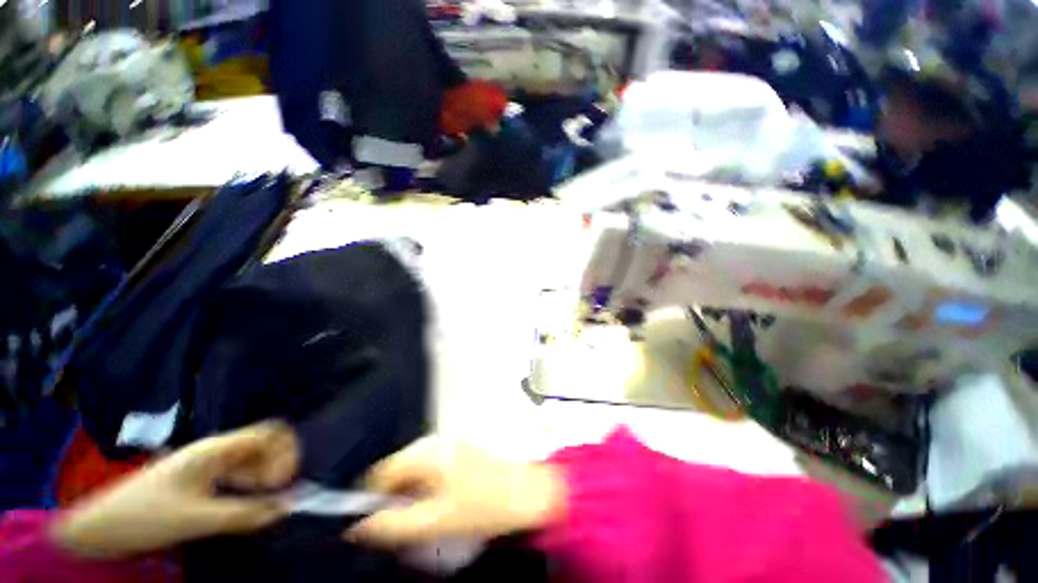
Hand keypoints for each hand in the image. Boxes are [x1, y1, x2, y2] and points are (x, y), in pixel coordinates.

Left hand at [52, 421, 298, 558]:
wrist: (101, 525)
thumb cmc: (146, 516)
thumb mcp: (195, 519)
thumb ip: (242, 514)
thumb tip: (285, 509)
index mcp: (216, 449)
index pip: (269, 433)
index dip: (285, 452)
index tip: (283, 483)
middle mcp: (217, 450)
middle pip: (264, 444)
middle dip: (278, 465)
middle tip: (277, 495)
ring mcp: (208, 464)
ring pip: (252, 461)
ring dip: (265, 478)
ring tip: (264, 503)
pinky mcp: (202, 480)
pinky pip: (238, 475)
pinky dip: (250, 487)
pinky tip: (248, 505)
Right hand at [346, 437, 565, 547]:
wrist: (524, 493)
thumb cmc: (484, 505)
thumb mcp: (435, 522)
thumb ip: (393, 525)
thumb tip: (361, 527)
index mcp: (428, 452)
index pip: (381, 472)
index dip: (372, 499)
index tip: (373, 524)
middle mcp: (436, 442)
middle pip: (398, 470)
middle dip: (395, 498)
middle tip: (406, 525)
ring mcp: (449, 445)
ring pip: (414, 471)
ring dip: (411, 495)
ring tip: (427, 517)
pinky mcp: (459, 451)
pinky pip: (431, 469)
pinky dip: (427, 488)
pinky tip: (441, 505)